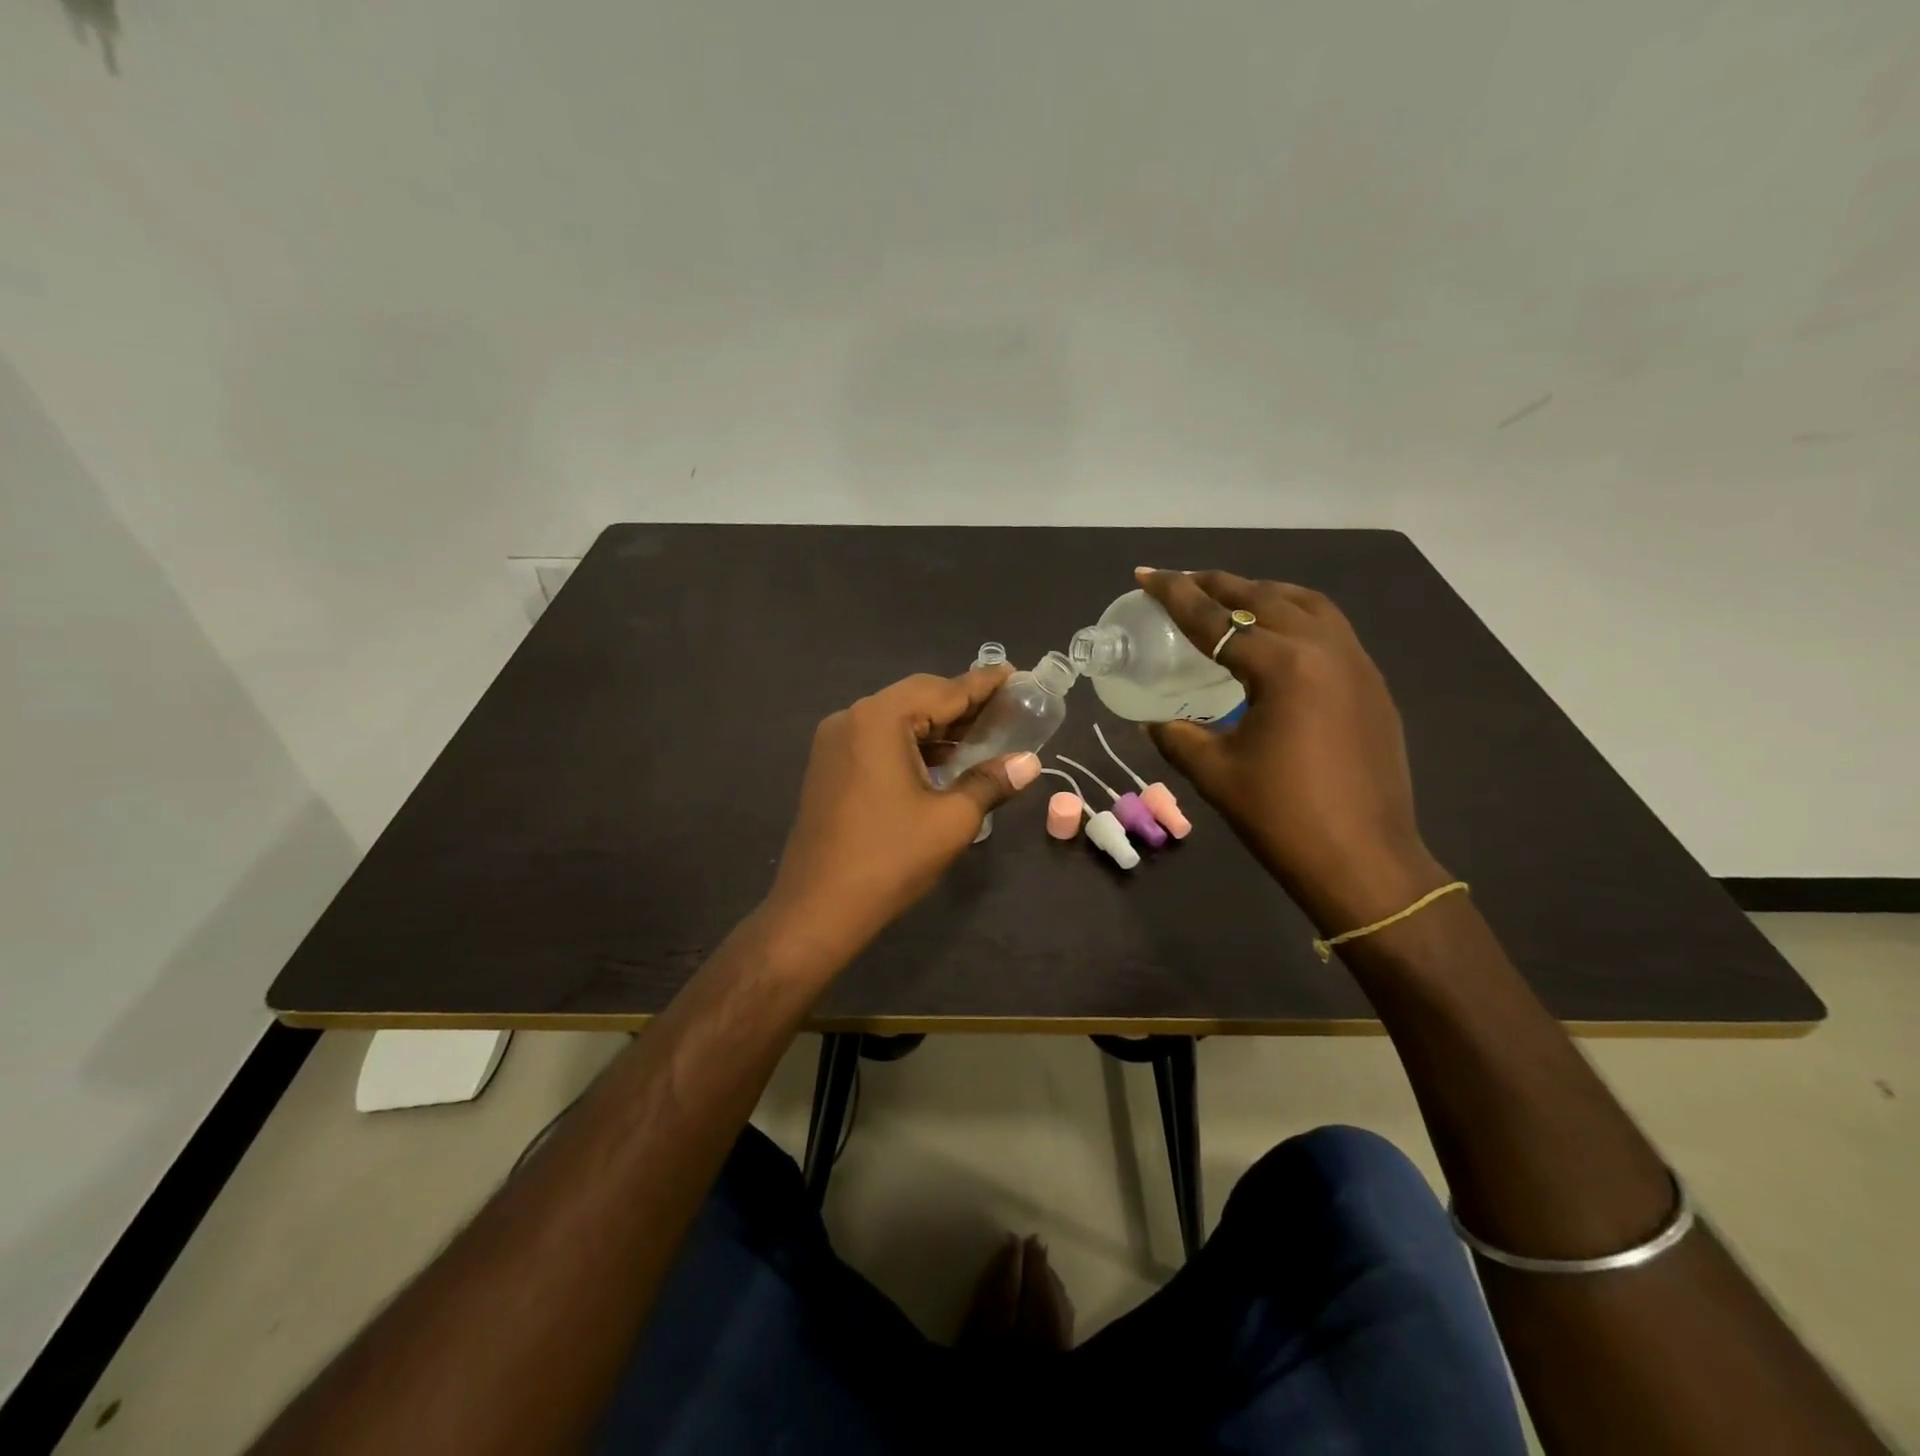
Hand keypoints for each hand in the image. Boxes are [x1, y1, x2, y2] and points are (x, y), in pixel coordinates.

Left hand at [763, 668, 1042, 968]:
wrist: (817, 909)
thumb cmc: (889, 860)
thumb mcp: (951, 820)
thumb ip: (991, 782)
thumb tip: (1029, 763)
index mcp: (879, 719)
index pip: (943, 690)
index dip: (984, 684)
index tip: (1017, 676)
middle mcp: (852, 718)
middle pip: (917, 698)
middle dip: (962, 704)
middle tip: (1006, 709)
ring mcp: (834, 743)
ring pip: (897, 720)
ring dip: (938, 727)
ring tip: (983, 735)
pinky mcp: (829, 767)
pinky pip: (878, 740)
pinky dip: (913, 744)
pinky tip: (943, 761)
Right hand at [1135, 568, 1446, 931]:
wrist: (1364, 862)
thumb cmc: (1282, 817)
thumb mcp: (1215, 773)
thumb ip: (1177, 737)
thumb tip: (1153, 721)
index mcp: (1283, 666)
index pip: (1216, 620)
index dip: (1175, 596)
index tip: (1147, 574)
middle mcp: (1325, 649)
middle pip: (1264, 598)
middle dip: (1220, 585)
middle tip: (1184, 581)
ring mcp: (1358, 665)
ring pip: (1307, 605)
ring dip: (1264, 594)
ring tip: (1231, 599)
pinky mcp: (1373, 687)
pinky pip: (1331, 630)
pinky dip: (1296, 617)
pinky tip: (1278, 639)